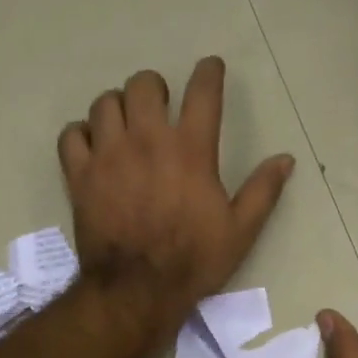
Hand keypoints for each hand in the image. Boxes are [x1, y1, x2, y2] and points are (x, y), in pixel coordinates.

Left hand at [59, 59, 293, 338]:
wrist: (137, 290)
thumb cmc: (193, 260)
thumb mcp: (241, 230)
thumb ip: (263, 190)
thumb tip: (285, 159)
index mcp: (191, 150)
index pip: (202, 93)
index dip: (208, 72)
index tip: (210, 67)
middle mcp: (147, 140)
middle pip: (143, 85)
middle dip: (154, 87)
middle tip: (160, 104)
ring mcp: (108, 155)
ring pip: (105, 103)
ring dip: (118, 106)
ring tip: (126, 124)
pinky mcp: (79, 175)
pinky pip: (72, 135)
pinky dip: (82, 133)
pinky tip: (93, 146)